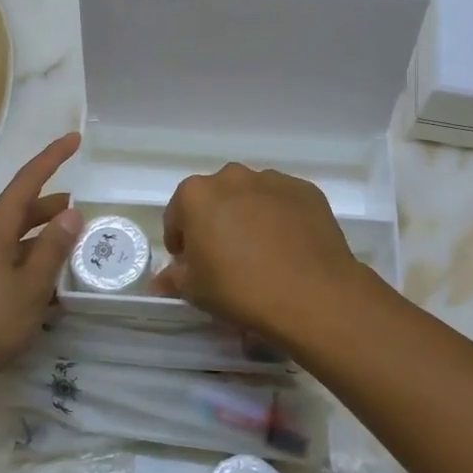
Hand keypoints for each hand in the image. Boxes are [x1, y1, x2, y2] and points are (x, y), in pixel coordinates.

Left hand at [0, 132, 82, 397]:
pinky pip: (12, 266)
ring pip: (19, 241)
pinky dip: (34, 268)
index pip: (27, 182)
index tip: (75, 139)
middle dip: (52, 206)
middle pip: (22, 211)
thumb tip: (71, 212)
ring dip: (46, 240)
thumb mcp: (30, 286)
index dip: (52, 159)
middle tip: (83, 210)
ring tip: (74, 248)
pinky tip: (53, 292)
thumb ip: (52, 249)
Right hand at [155, 162, 366, 339]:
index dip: (180, 239)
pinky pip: (283, 202)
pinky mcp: (306, 190)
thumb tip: (160, 280)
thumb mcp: (196, 291)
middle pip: (215, 198)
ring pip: (250, 196)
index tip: (188, 262)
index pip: (177, 214)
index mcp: (197, 195)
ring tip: (260, 251)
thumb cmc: (241, 290)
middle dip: (215, 221)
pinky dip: (280, 217)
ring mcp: (273, 180)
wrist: (312, 294)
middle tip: (224, 256)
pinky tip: (287, 247)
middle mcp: (233, 177)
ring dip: (248, 215)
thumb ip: (174, 278)